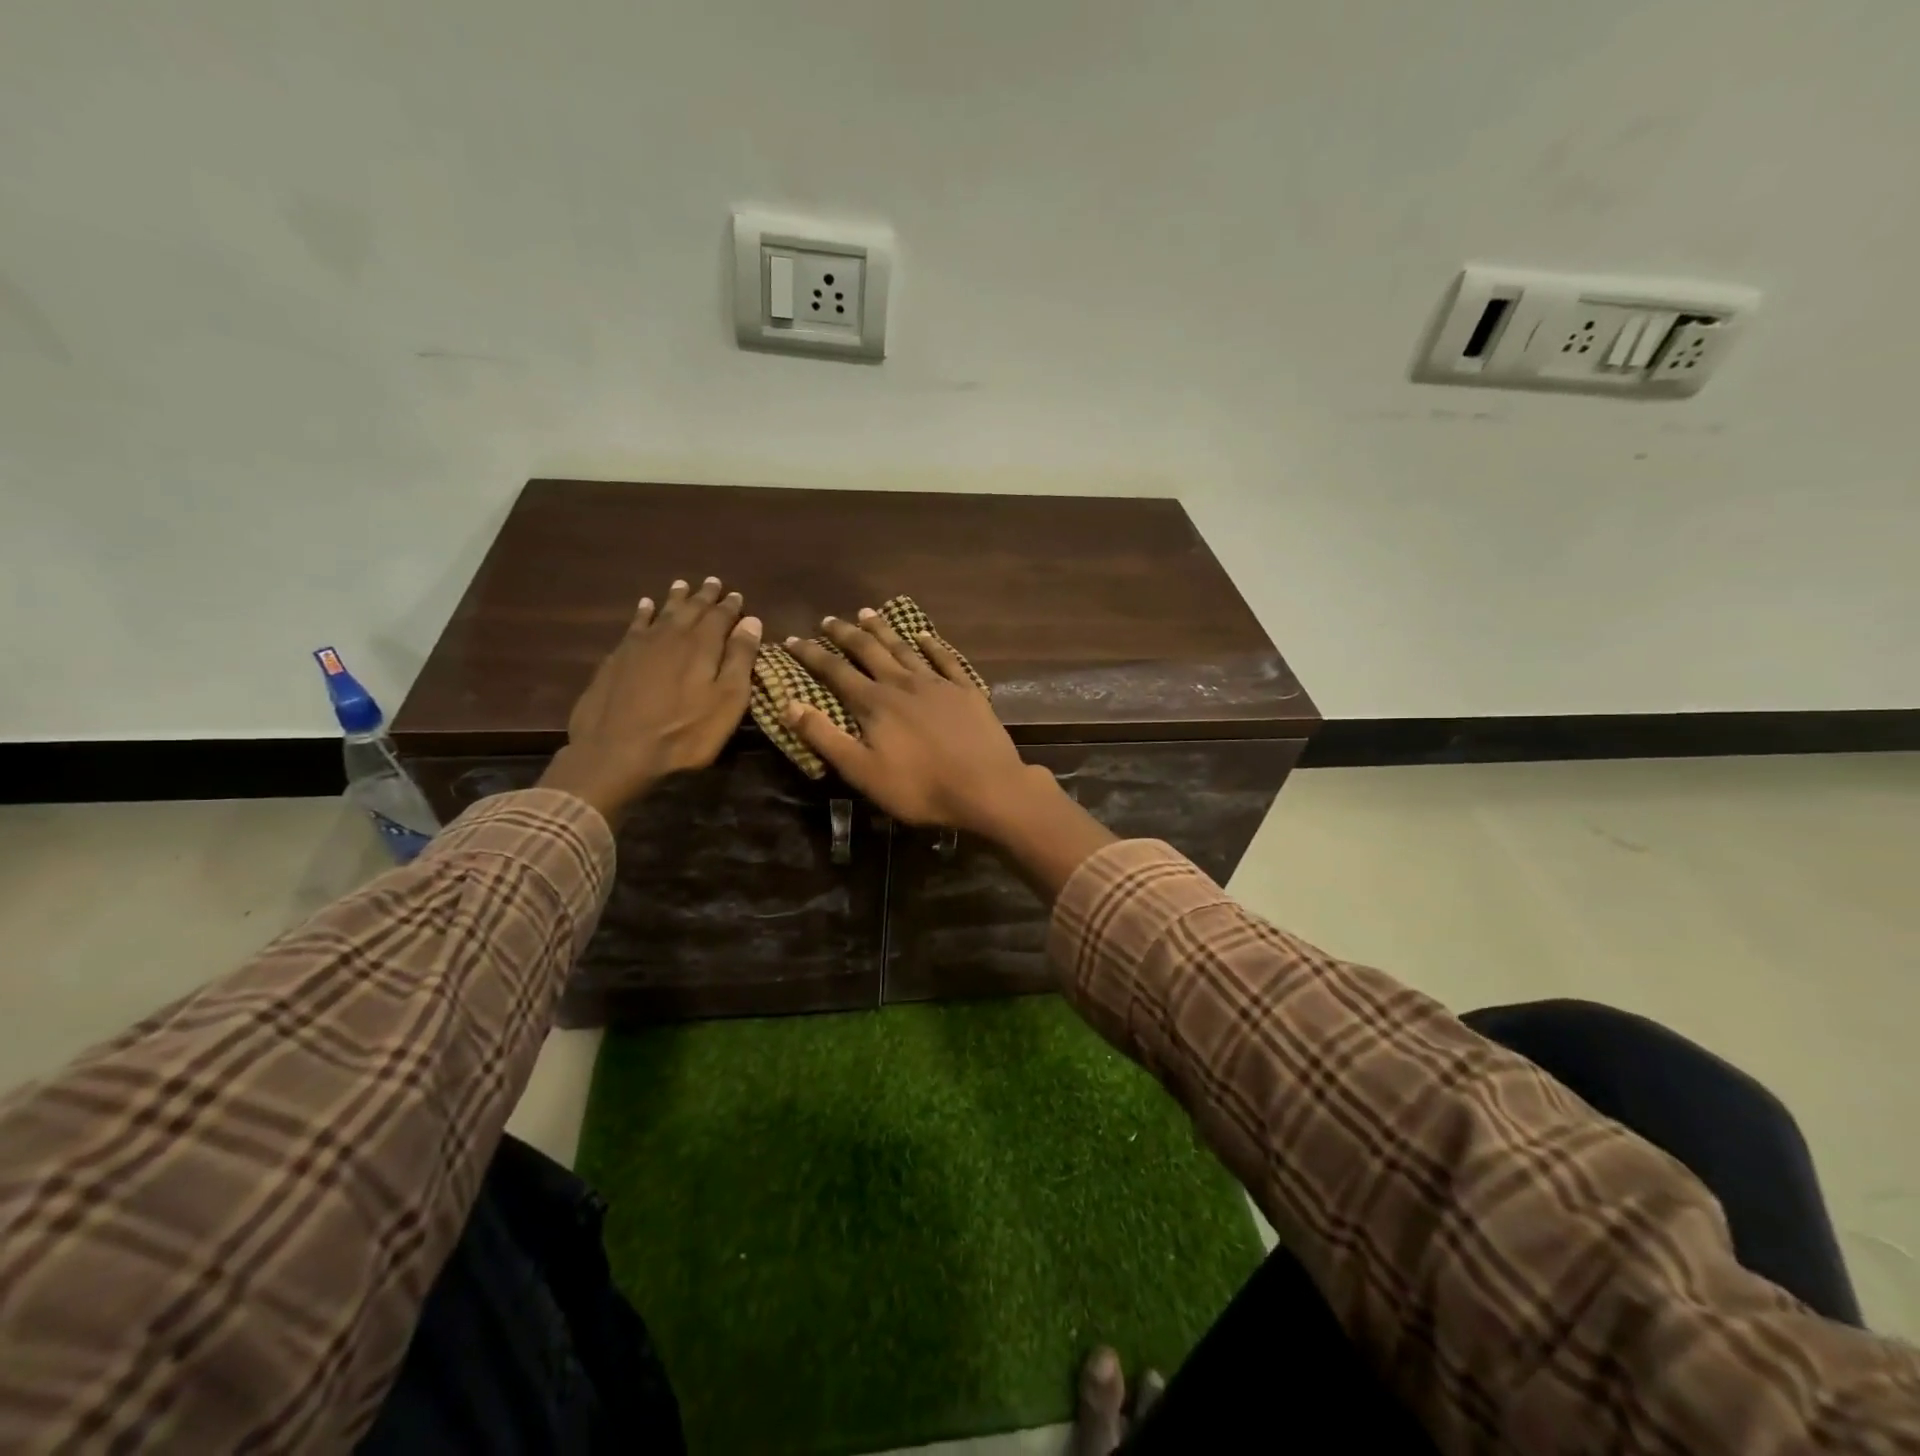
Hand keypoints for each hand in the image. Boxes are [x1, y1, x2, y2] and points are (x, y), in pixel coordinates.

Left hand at [539, 577, 760, 824]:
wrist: (616, 751)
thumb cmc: (684, 733)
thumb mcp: (727, 702)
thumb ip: (740, 659)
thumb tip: (751, 622)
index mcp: (702, 645)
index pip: (721, 616)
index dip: (731, 606)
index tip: (738, 596)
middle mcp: (672, 635)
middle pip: (692, 609)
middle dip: (705, 596)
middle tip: (713, 582)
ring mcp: (640, 644)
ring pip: (662, 611)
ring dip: (676, 598)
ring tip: (682, 585)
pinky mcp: (617, 658)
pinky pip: (636, 624)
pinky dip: (644, 612)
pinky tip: (645, 606)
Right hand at [783, 611, 1040, 836]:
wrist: (986, 787)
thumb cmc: (920, 788)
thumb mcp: (862, 771)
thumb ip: (825, 737)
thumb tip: (788, 704)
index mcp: (874, 703)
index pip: (835, 671)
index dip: (812, 655)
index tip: (792, 639)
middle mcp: (903, 683)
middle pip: (869, 650)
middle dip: (845, 634)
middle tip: (829, 620)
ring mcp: (938, 683)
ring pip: (904, 648)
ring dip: (883, 631)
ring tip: (868, 614)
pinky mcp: (967, 690)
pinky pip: (945, 659)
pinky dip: (932, 644)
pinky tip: (924, 635)